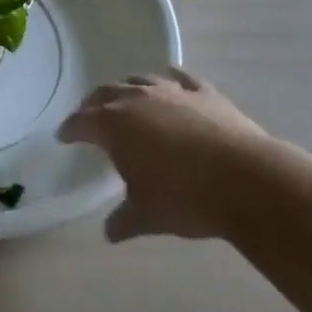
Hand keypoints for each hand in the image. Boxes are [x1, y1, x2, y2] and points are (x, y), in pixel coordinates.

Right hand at [60, 69, 274, 241]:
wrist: (248, 181)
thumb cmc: (185, 197)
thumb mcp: (147, 216)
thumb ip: (122, 220)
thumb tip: (109, 232)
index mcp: (113, 125)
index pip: (81, 121)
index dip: (70, 129)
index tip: (64, 136)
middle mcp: (136, 99)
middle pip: (105, 93)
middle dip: (94, 104)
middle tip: (90, 116)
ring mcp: (171, 91)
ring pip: (139, 80)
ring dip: (128, 89)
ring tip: (127, 100)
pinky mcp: (204, 93)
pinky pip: (181, 78)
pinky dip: (171, 79)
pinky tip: (172, 83)